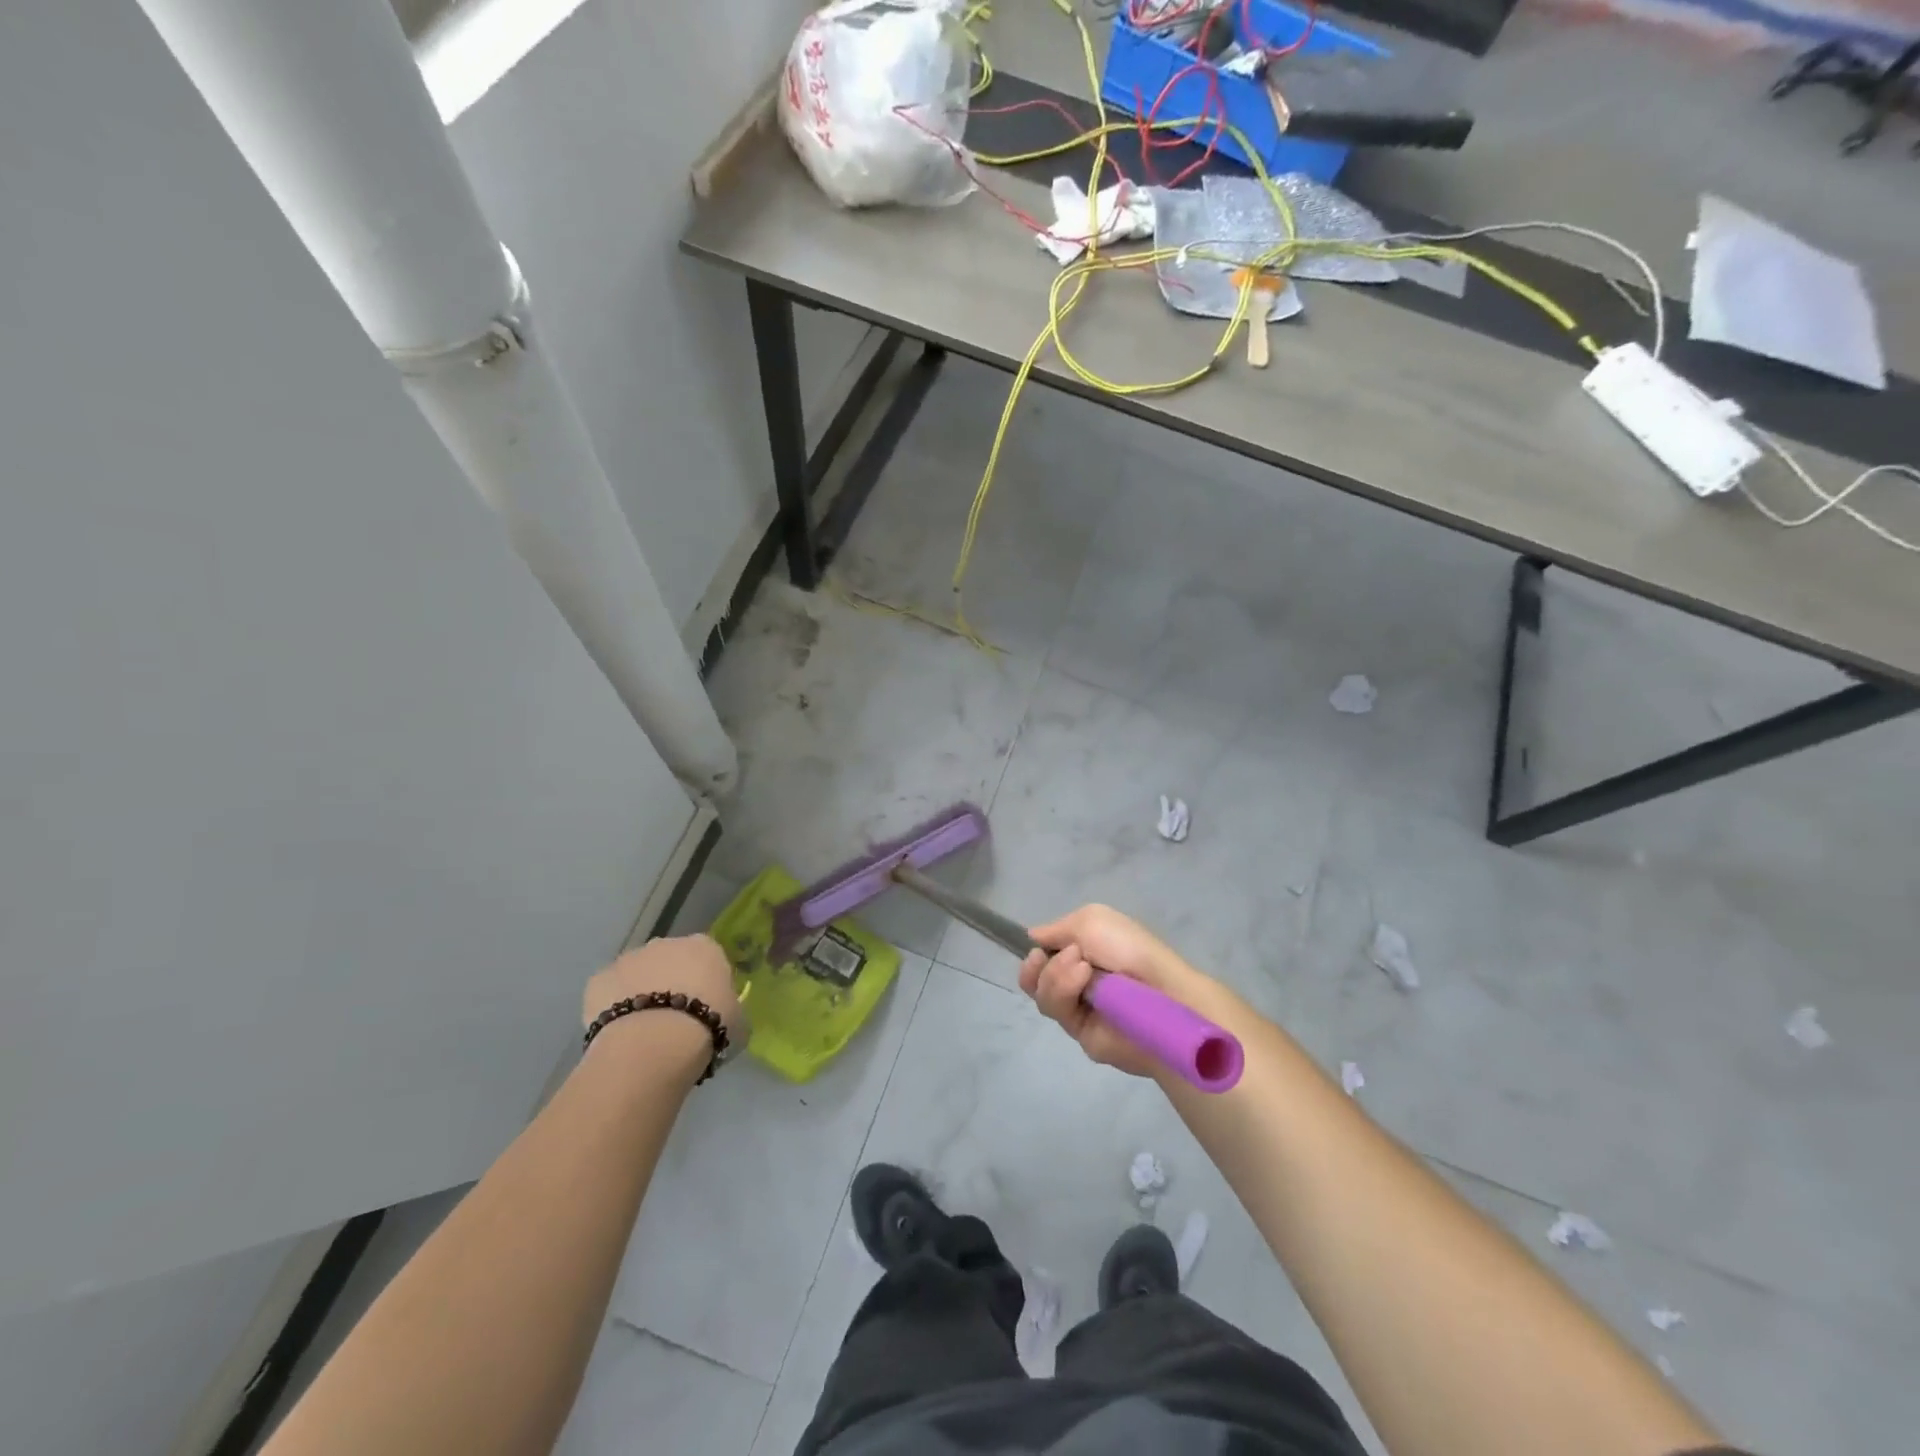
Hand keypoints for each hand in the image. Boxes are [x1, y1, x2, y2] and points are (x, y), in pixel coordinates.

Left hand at [581, 934, 743, 1046]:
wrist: (654, 1045)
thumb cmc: (708, 1028)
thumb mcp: (739, 1021)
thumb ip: (732, 1010)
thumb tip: (728, 1014)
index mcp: (705, 947)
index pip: (708, 957)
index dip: (706, 983)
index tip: (706, 1007)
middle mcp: (666, 943)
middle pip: (670, 960)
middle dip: (671, 983)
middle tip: (675, 1019)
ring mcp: (629, 958)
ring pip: (636, 974)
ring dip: (640, 993)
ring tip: (644, 1031)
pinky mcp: (598, 979)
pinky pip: (608, 993)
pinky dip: (611, 1008)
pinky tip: (620, 1034)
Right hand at [1019, 905, 1222, 1077]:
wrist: (1162, 991)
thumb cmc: (1130, 948)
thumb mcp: (1092, 919)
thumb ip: (1057, 928)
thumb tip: (1032, 937)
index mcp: (1084, 952)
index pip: (1045, 954)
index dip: (1035, 950)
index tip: (1036, 946)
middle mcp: (1077, 980)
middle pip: (1034, 977)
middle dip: (1035, 965)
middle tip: (1042, 957)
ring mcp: (1078, 1007)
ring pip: (1041, 993)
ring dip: (1055, 974)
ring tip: (1082, 967)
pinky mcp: (1080, 1033)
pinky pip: (1056, 1011)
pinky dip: (1065, 990)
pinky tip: (1085, 979)